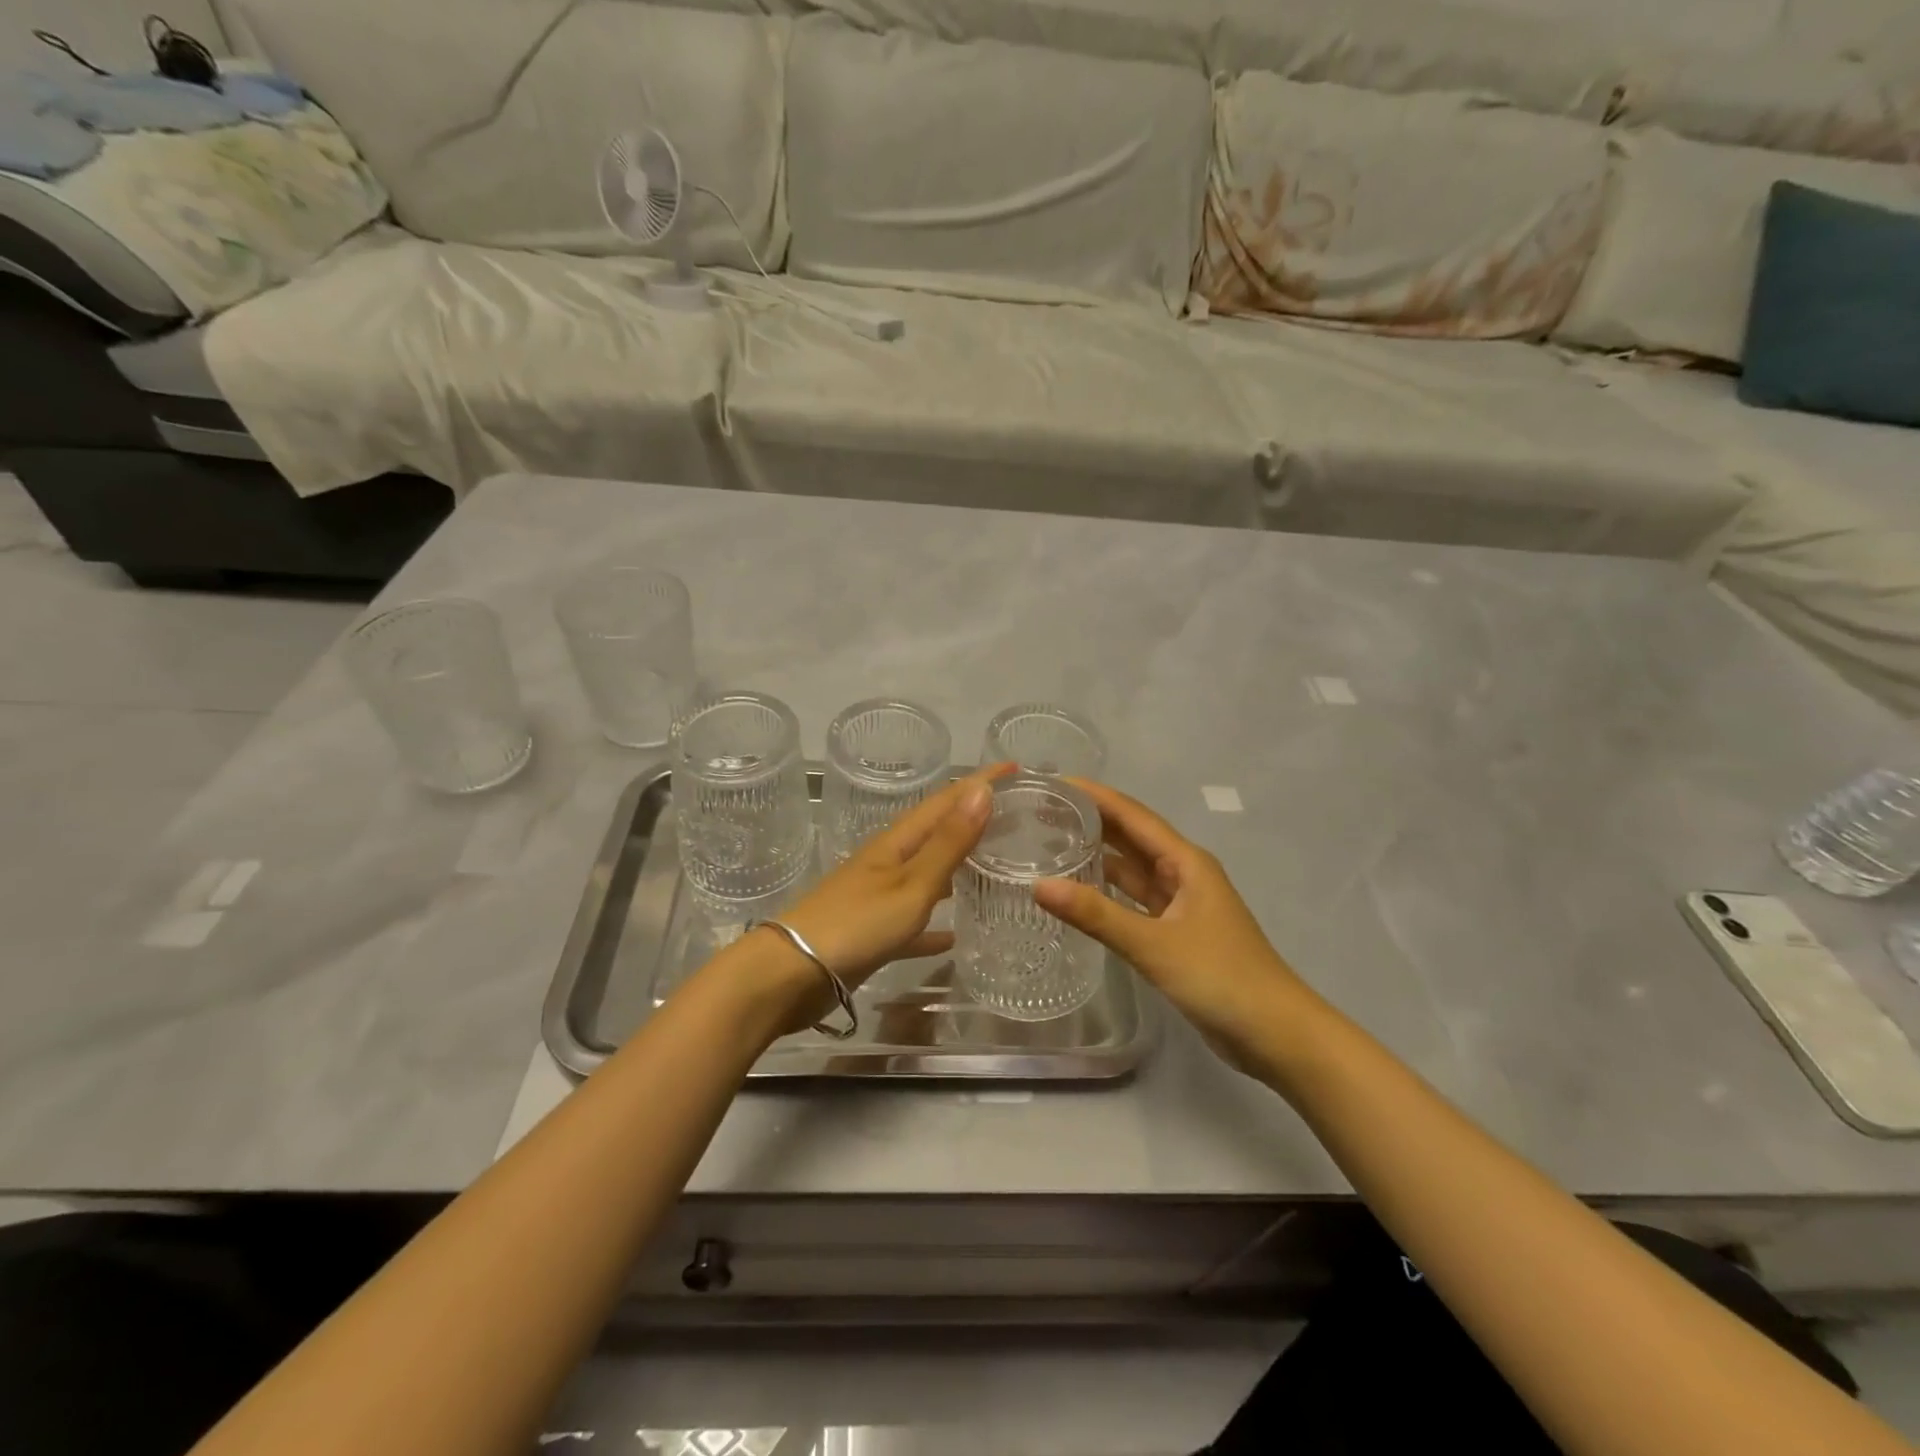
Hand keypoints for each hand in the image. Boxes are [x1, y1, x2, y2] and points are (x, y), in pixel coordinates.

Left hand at [748, 765, 1008, 1030]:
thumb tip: (983, 789)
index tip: (1016, 767)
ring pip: (928, 874)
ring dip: (958, 866)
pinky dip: (936, 923)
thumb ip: (948, 842)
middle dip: (973, 819)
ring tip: (995, 866)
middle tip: (1016, 817)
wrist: (791, 975)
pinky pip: (914, 921)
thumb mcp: (911, 884)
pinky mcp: (873, 932)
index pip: (946, 800)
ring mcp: (878, 897)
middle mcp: (888, 862)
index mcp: (897, 843)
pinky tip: (955, 936)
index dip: (979, 781)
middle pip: (937, 832)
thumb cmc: (856, 924)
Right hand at [1033, 780, 1314, 1074]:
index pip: (1133, 815)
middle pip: (1131, 836)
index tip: (1054, 782)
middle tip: (1041, 811)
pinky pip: (1135, 900)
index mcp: (1186, 862)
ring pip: (1133, 869)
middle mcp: (1184, 874)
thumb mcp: (1154, 944)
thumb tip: (1038, 885)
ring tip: (1051, 844)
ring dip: (1098, 855)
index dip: (1095, 795)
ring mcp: (1181, 904)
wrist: (1276, 1034)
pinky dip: (1108, 892)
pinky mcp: (1176, 933)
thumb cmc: (1220, 978)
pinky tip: (1079, 892)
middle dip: (1091, 820)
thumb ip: (1096, 914)